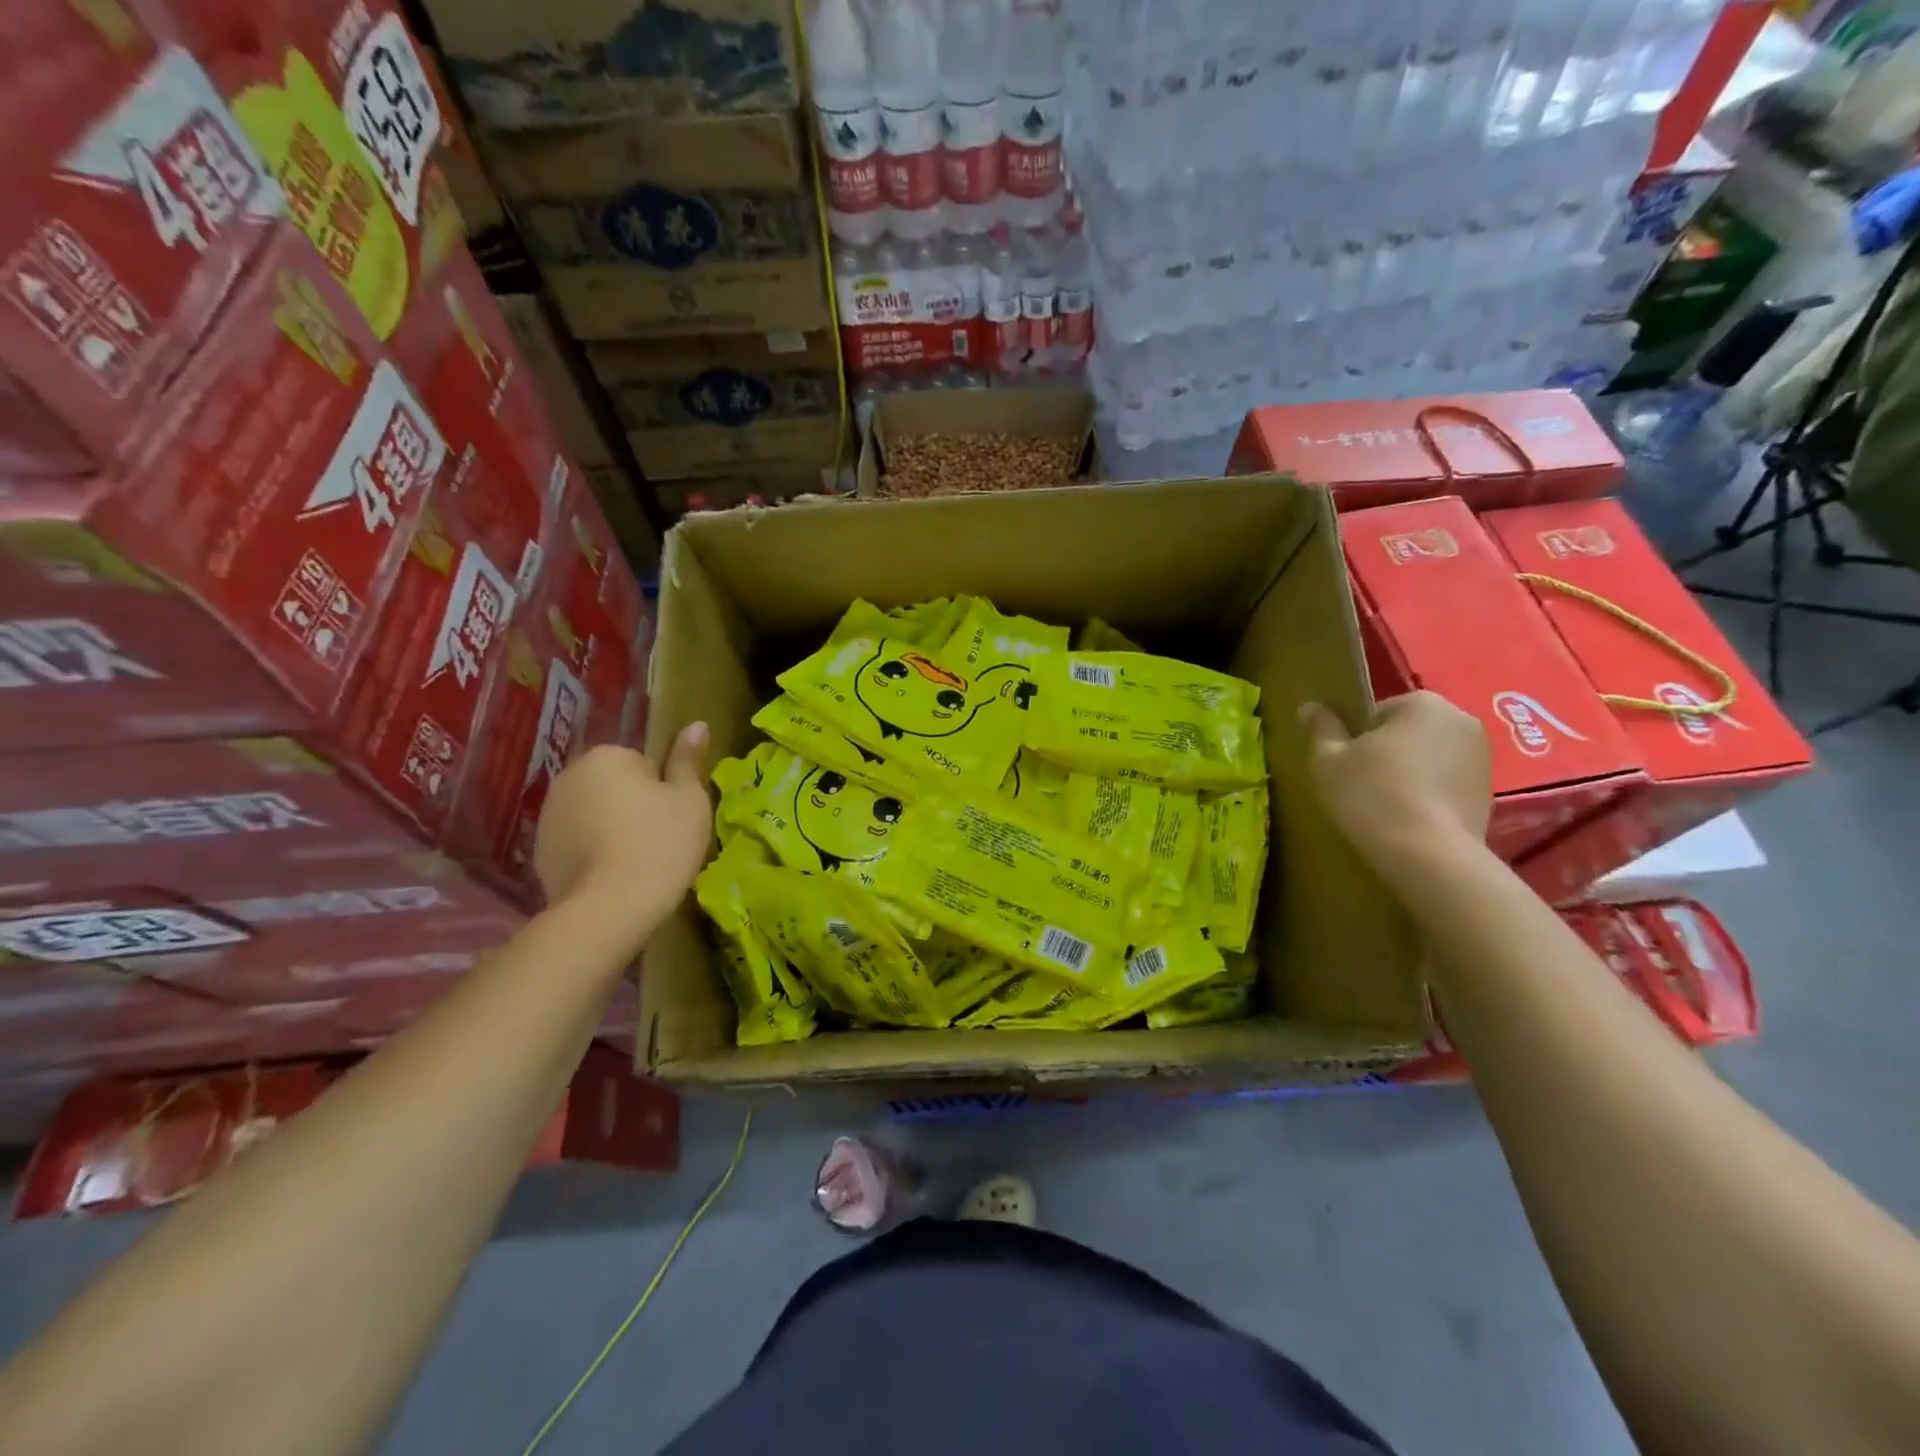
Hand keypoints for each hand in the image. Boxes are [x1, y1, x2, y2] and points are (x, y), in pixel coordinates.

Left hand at [534, 727, 712, 915]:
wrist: (608, 909)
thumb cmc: (660, 844)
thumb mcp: (689, 799)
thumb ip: (688, 760)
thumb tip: (697, 724)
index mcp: (606, 756)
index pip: (644, 763)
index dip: (663, 790)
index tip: (671, 817)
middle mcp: (569, 776)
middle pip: (614, 784)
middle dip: (632, 805)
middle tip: (658, 838)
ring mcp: (547, 815)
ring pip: (593, 812)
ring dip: (610, 827)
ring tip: (635, 860)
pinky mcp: (539, 851)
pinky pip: (576, 841)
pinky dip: (592, 852)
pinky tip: (611, 875)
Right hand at [1300, 692, 1490, 873]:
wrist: (1428, 855)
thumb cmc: (1372, 795)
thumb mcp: (1328, 761)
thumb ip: (1321, 728)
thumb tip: (1310, 707)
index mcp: (1422, 703)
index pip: (1375, 712)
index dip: (1354, 739)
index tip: (1345, 766)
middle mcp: (1461, 719)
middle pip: (1405, 732)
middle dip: (1385, 753)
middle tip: (1362, 785)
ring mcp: (1482, 757)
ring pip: (1428, 757)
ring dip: (1408, 773)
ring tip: (1386, 806)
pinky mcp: (1488, 791)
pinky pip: (1446, 783)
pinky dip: (1428, 794)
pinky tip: (1410, 820)